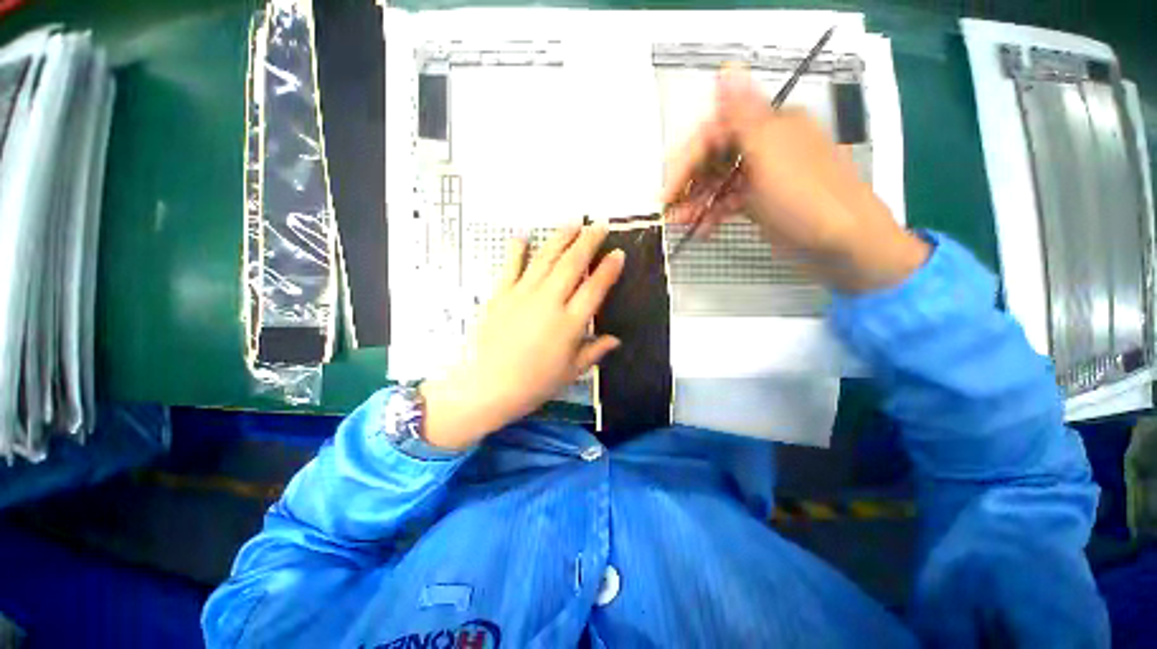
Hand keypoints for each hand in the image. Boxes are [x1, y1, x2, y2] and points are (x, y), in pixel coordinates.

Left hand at [419, 225, 624, 450]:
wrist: (488, 387)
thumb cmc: (534, 384)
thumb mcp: (571, 372)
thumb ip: (594, 351)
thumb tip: (616, 340)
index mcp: (570, 323)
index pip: (595, 288)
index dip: (609, 269)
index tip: (618, 253)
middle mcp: (549, 302)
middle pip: (572, 264)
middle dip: (588, 241)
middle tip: (599, 224)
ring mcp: (523, 295)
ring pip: (546, 258)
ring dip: (561, 237)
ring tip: (573, 222)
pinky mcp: (501, 295)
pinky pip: (510, 267)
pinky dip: (516, 249)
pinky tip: (522, 236)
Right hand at [662, 66, 928, 293]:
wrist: (844, 245)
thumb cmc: (806, 196)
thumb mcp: (772, 153)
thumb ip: (744, 115)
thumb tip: (726, 69)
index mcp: (770, 126)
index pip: (714, 134)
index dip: (686, 161)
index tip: (667, 192)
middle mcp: (765, 146)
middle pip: (714, 159)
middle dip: (689, 185)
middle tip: (671, 211)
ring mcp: (763, 177)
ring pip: (718, 183)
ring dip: (697, 202)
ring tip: (682, 224)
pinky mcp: (761, 203)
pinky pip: (729, 203)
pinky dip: (713, 215)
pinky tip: (703, 230)